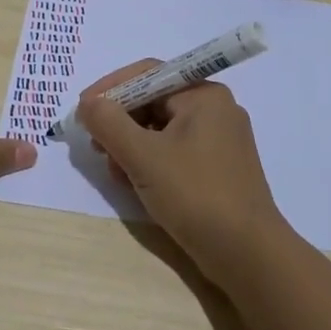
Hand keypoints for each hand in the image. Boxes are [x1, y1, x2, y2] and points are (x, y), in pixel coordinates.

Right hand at [77, 61, 288, 287]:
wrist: (248, 255)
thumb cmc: (195, 194)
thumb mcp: (143, 156)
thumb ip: (109, 123)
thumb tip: (88, 104)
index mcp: (203, 95)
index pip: (147, 74)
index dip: (110, 89)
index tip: (82, 111)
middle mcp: (215, 109)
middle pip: (153, 102)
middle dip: (120, 123)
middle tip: (96, 147)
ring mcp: (219, 140)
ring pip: (161, 130)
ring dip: (132, 146)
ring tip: (115, 173)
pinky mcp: (218, 169)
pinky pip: (175, 152)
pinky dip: (151, 162)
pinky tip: (136, 185)